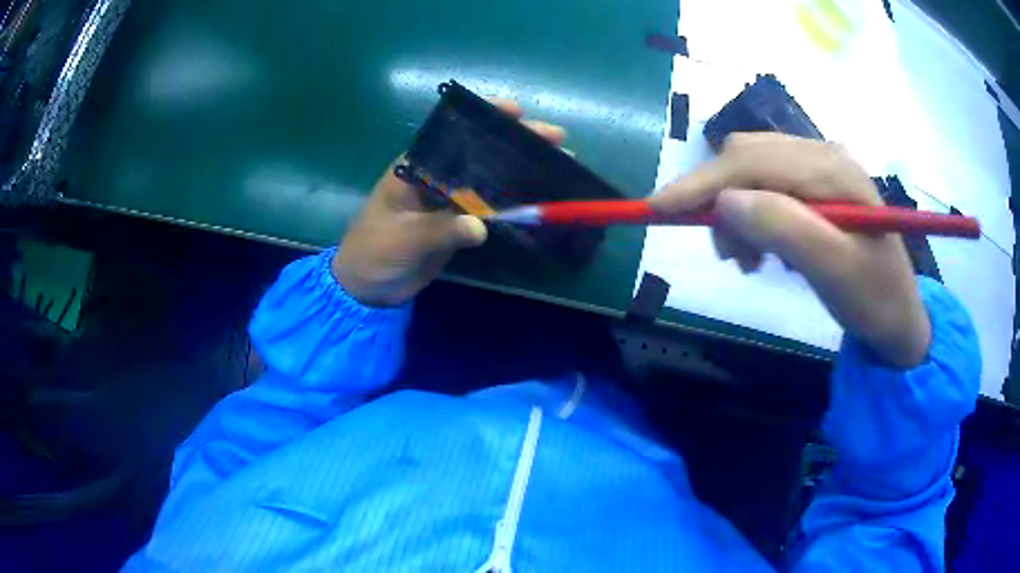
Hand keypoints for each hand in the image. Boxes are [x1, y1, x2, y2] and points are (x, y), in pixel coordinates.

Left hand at [332, 99, 565, 306]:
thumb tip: (481, 227)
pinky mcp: (457, 222)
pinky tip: (538, 198)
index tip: (516, 111)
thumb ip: (438, 230)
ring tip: (560, 164)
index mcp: (415, 167)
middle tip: (555, 138)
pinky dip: (513, 203)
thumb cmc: (373, 252)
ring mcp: (449, 199)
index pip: (453, 133)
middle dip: (516, 142)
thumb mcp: (402, 239)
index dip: (485, 118)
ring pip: (490, 178)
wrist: (367, 287)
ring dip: (521, 171)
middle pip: (480, 152)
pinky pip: (489, 208)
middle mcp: (435, 176)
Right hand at [650, 133, 929, 366]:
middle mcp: (823, 154)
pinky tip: (768, 246)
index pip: (752, 161)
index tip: (656, 208)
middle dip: (720, 198)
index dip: (702, 183)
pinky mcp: (818, 183)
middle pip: (748, 155)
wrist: (901, 317)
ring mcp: (821, 165)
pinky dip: (753, 212)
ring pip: (753, 168)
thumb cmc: (874, 300)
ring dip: (737, 209)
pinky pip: (769, 183)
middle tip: (727, 255)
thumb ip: (784, 228)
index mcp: (832, 169)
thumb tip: (724, 203)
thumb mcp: (834, 271)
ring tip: (750, 259)